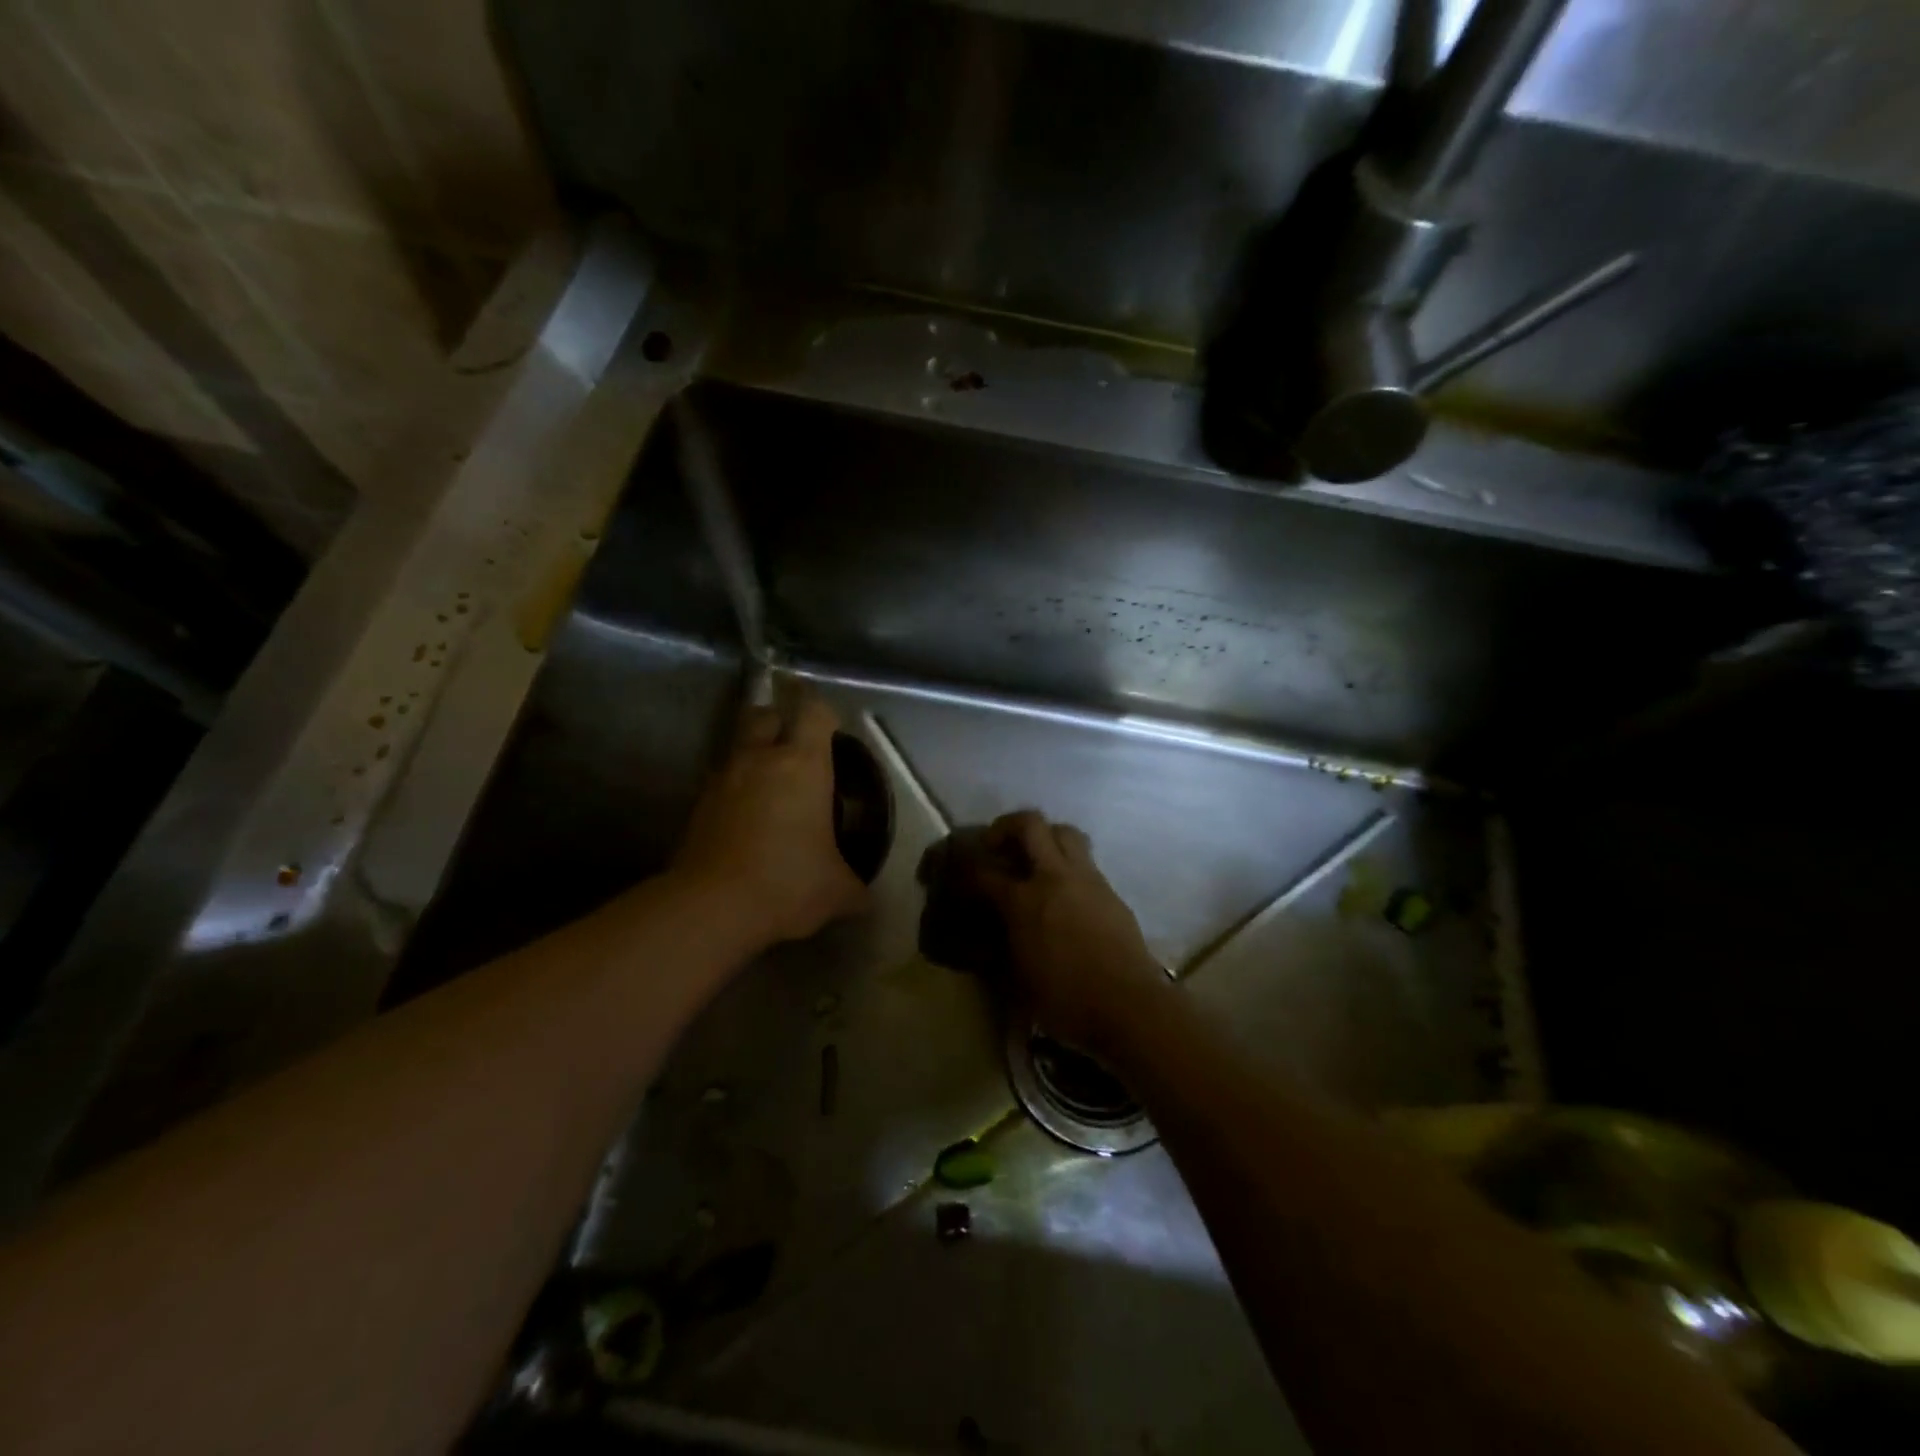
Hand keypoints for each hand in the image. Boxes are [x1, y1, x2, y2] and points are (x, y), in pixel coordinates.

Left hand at [673, 691, 867, 945]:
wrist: (712, 908)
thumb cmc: (787, 884)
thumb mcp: (837, 891)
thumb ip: (855, 887)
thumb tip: (866, 899)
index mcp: (802, 765)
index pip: (814, 712)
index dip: (824, 713)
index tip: (832, 729)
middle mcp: (760, 760)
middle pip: (764, 714)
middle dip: (779, 721)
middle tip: (796, 748)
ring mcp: (723, 779)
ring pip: (738, 748)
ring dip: (754, 757)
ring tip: (771, 789)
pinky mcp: (697, 805)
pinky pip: (722, 783)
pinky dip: (735, 791)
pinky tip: (748, 821)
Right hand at [970, 810, 1172, 1056]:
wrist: (1130, 1006)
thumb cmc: (1067, 1001)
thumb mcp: (1019, 980)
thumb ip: (1003, 946)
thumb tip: (995, 933)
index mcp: (1024, 901)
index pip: (984, 873)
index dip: (966, 869)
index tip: (959, 872)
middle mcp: (1054, 878)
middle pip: (1030, 824)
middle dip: (1007, 825)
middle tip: (997, 844)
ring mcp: (1087, 879)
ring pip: (1064, 832)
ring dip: (1045, 836)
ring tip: (1035, 858)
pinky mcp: (1110, 891)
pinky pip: (1085, 860)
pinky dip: (1068, 864)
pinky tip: (1064, 891)